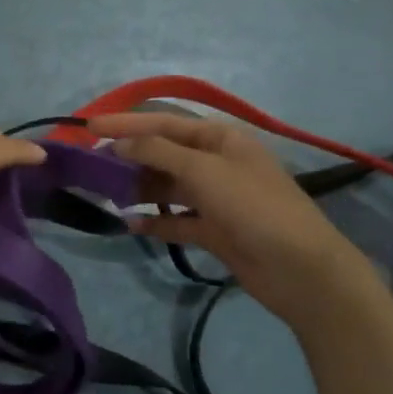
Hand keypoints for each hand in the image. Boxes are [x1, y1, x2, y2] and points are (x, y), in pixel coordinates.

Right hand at [89, 111, 387, 333]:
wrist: (303, 271)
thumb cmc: (253, 207)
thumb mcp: (203, 170)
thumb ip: (157, 151)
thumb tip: (120, 142)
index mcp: (221, 139)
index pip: (164, 122)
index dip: (126, 123)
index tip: (89, 127)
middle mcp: (217, 163)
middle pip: (164, 153)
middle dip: (129, 156)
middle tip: (90, 163)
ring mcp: (217, 198)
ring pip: (167, 186)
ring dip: (139, 187)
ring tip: (105, 192)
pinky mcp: (215, 230)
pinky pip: (176, 220)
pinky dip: (155, 220)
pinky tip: (129, 223)